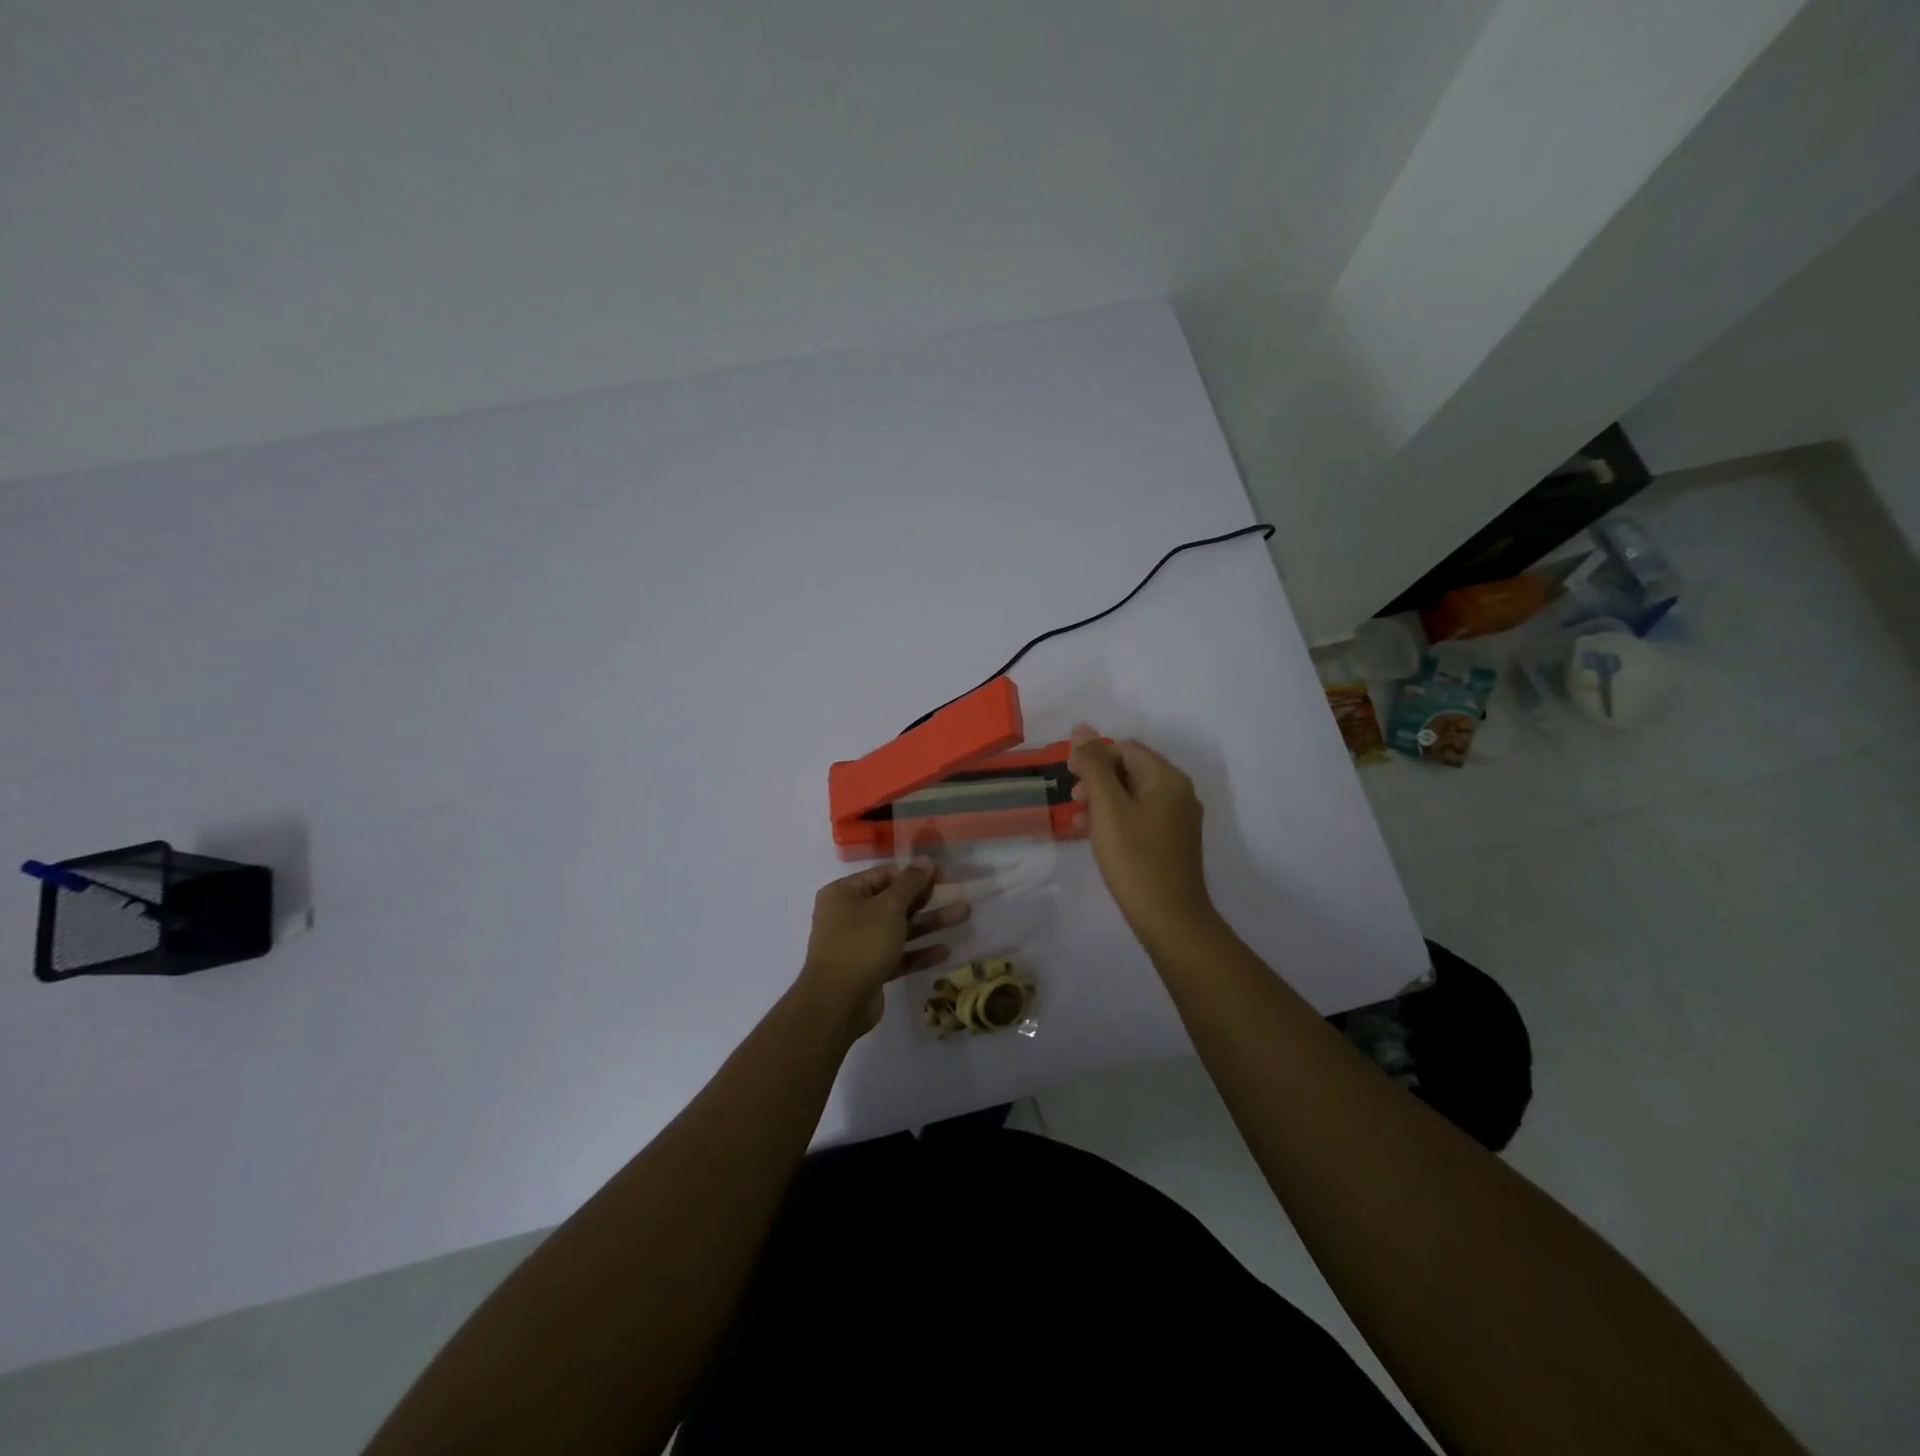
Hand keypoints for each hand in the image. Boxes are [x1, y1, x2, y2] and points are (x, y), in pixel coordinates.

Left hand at [798, 860, 968, 1036]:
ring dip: (929, 923)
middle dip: (926, 898)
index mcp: (844, 893)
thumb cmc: (861, 943)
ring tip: (964, 915)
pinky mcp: (869, 969)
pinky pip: (898, 954)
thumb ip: (910, 883)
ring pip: (899, 928)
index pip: (884, 875)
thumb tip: (925, 860)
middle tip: (957, 893)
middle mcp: (848, 915)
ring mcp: (859, 944)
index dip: (914, 873)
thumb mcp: (889, 907)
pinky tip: (945, 951)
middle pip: (893, 901)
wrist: (837, 1003)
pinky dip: (919, 952)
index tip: (943, 875)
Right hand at [1069, 724, 1215, 943]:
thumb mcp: (1107, 808)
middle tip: (1073, 801)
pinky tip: (1096, 839)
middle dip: (1097, 781)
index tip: (1070, 778)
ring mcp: (1178, 820)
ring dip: (1102, 802)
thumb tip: (1082, 727)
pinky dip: (1116, 821)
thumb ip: (1094, 765)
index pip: (1125, 749)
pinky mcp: (1172, 842)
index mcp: (1167, 779)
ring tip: (1079, 823)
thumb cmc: (1135, 858)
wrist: (1170, 918)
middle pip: (1130, 770)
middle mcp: (1178, 793)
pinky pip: (1140, 818)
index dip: (1094, 757)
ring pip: (1132, 796)